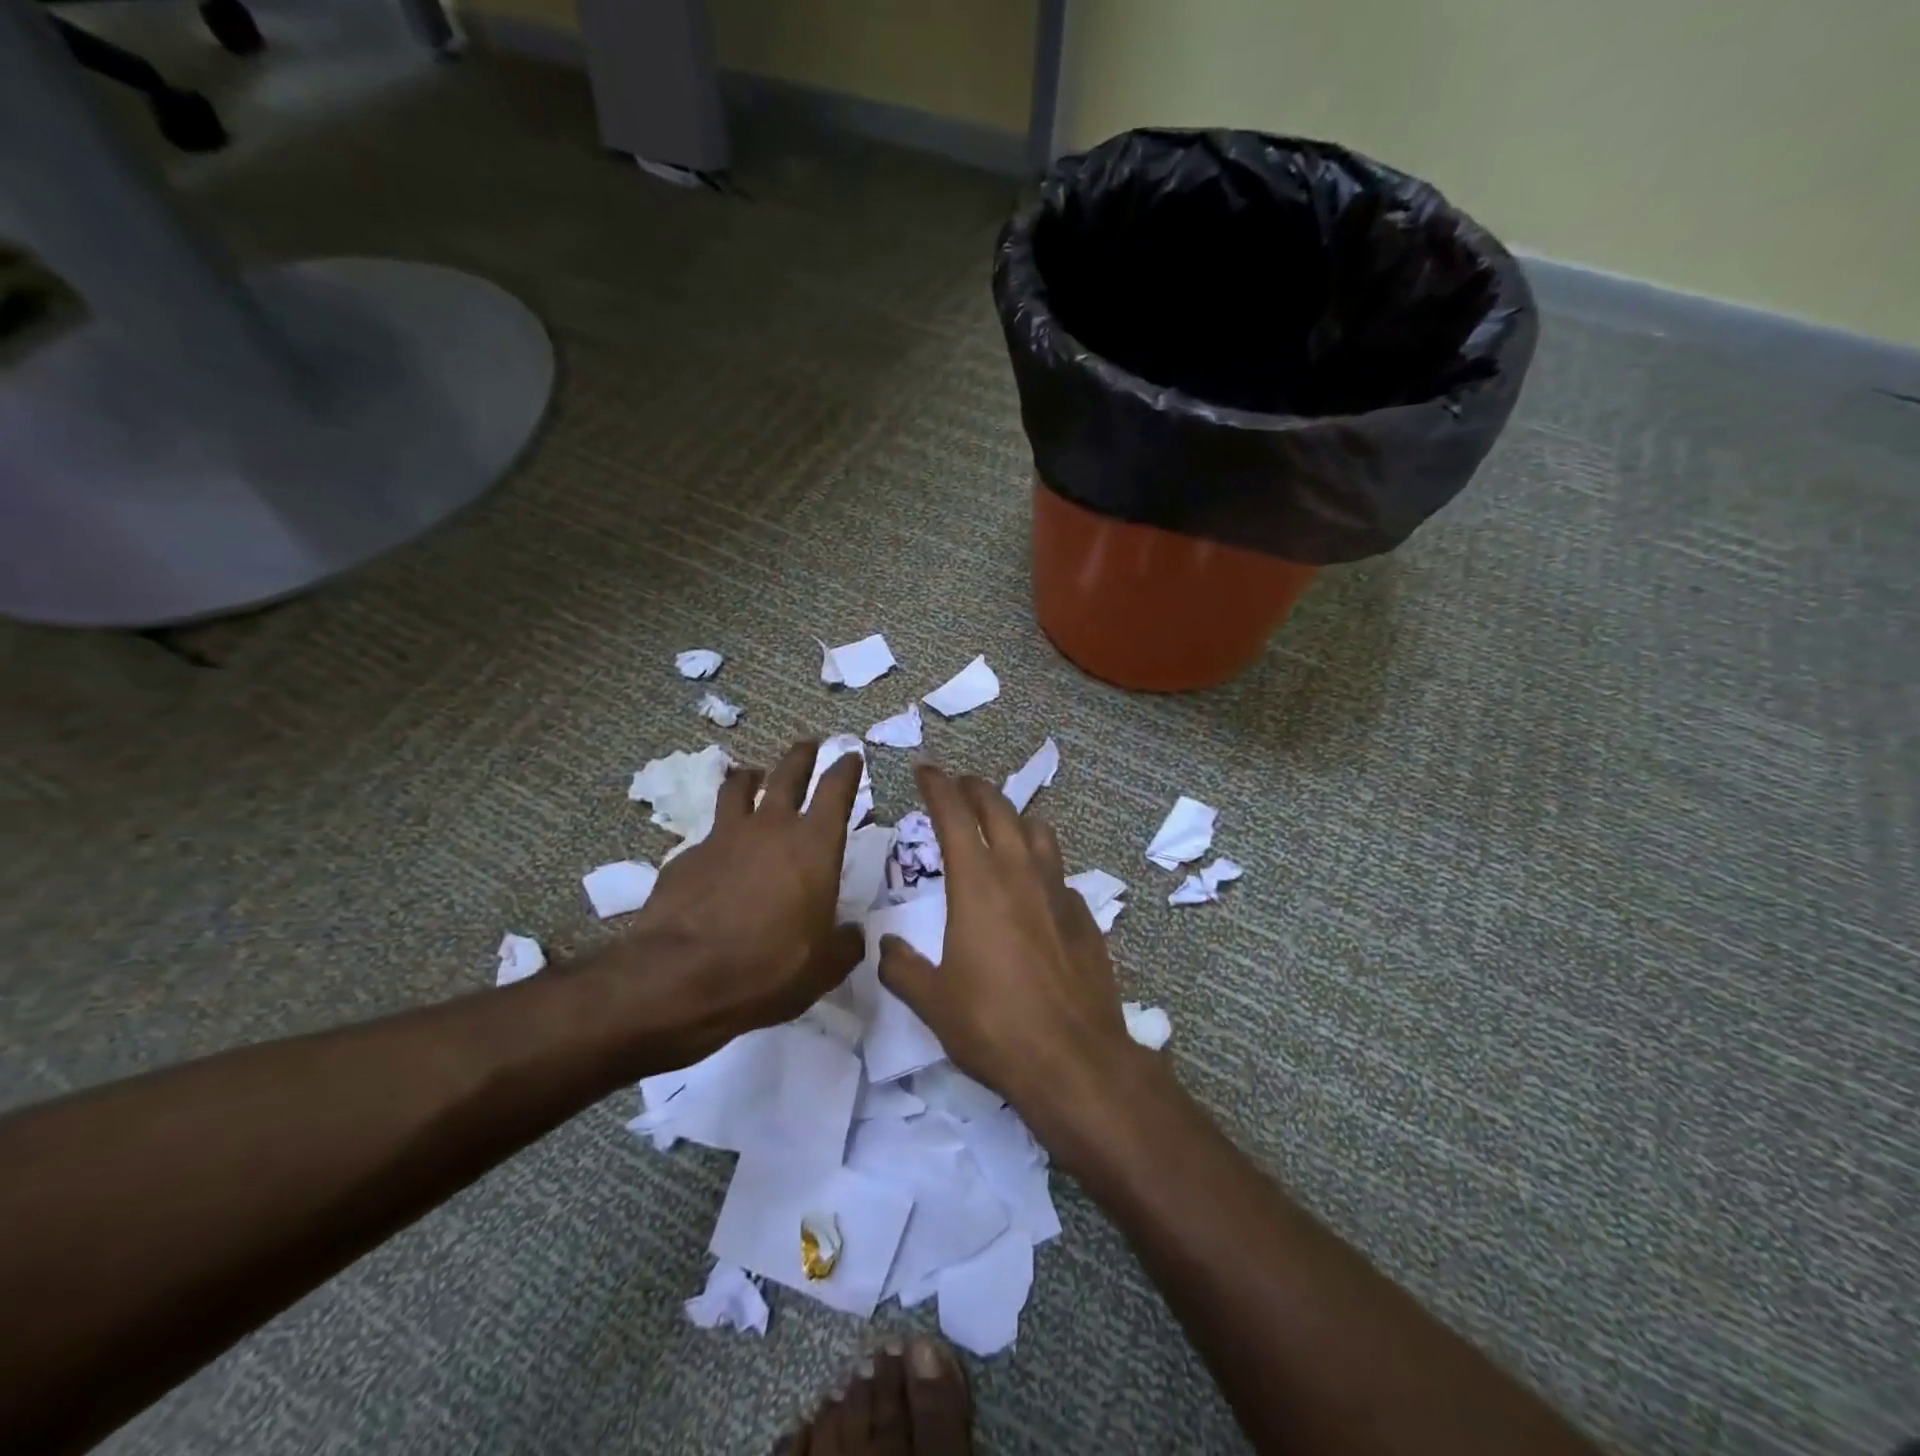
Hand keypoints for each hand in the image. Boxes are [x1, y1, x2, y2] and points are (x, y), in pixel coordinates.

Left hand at [613, 740, 865, 1054]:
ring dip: (751, 777)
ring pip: (739, 787)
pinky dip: (719, 834)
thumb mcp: (824, 967)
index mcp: (814, 845)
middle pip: (788, 773)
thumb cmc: (769, 967)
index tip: (851, 755)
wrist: (681, 976)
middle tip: (809, 744)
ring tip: (753, 775)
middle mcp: (771, 827)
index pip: (836, 790)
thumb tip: (853, 934)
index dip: (846, 769)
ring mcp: (724, 836)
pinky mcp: (686, 855)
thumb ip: (845, 944)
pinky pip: (709, 833)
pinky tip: (717, 853)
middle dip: (802, 755)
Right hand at [877, 765, 1152, 1149]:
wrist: (1074, 1059)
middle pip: (999, 809)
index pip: (953, 814)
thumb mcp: (933, 1001)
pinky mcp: (1085, 917)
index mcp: (978, 883)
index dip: (937, 785)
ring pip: (1039, 832)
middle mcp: (1020, 873)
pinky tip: (1035, 891)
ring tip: (1000, 825)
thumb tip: (886, 948)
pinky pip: (1060, 875)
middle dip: (975, 788)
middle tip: (959, 784)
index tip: (924, 768)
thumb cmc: (994, 1025)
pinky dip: (1042, 867)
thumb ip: (902, 969)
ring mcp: (1059, 892)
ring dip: (1015, 818)